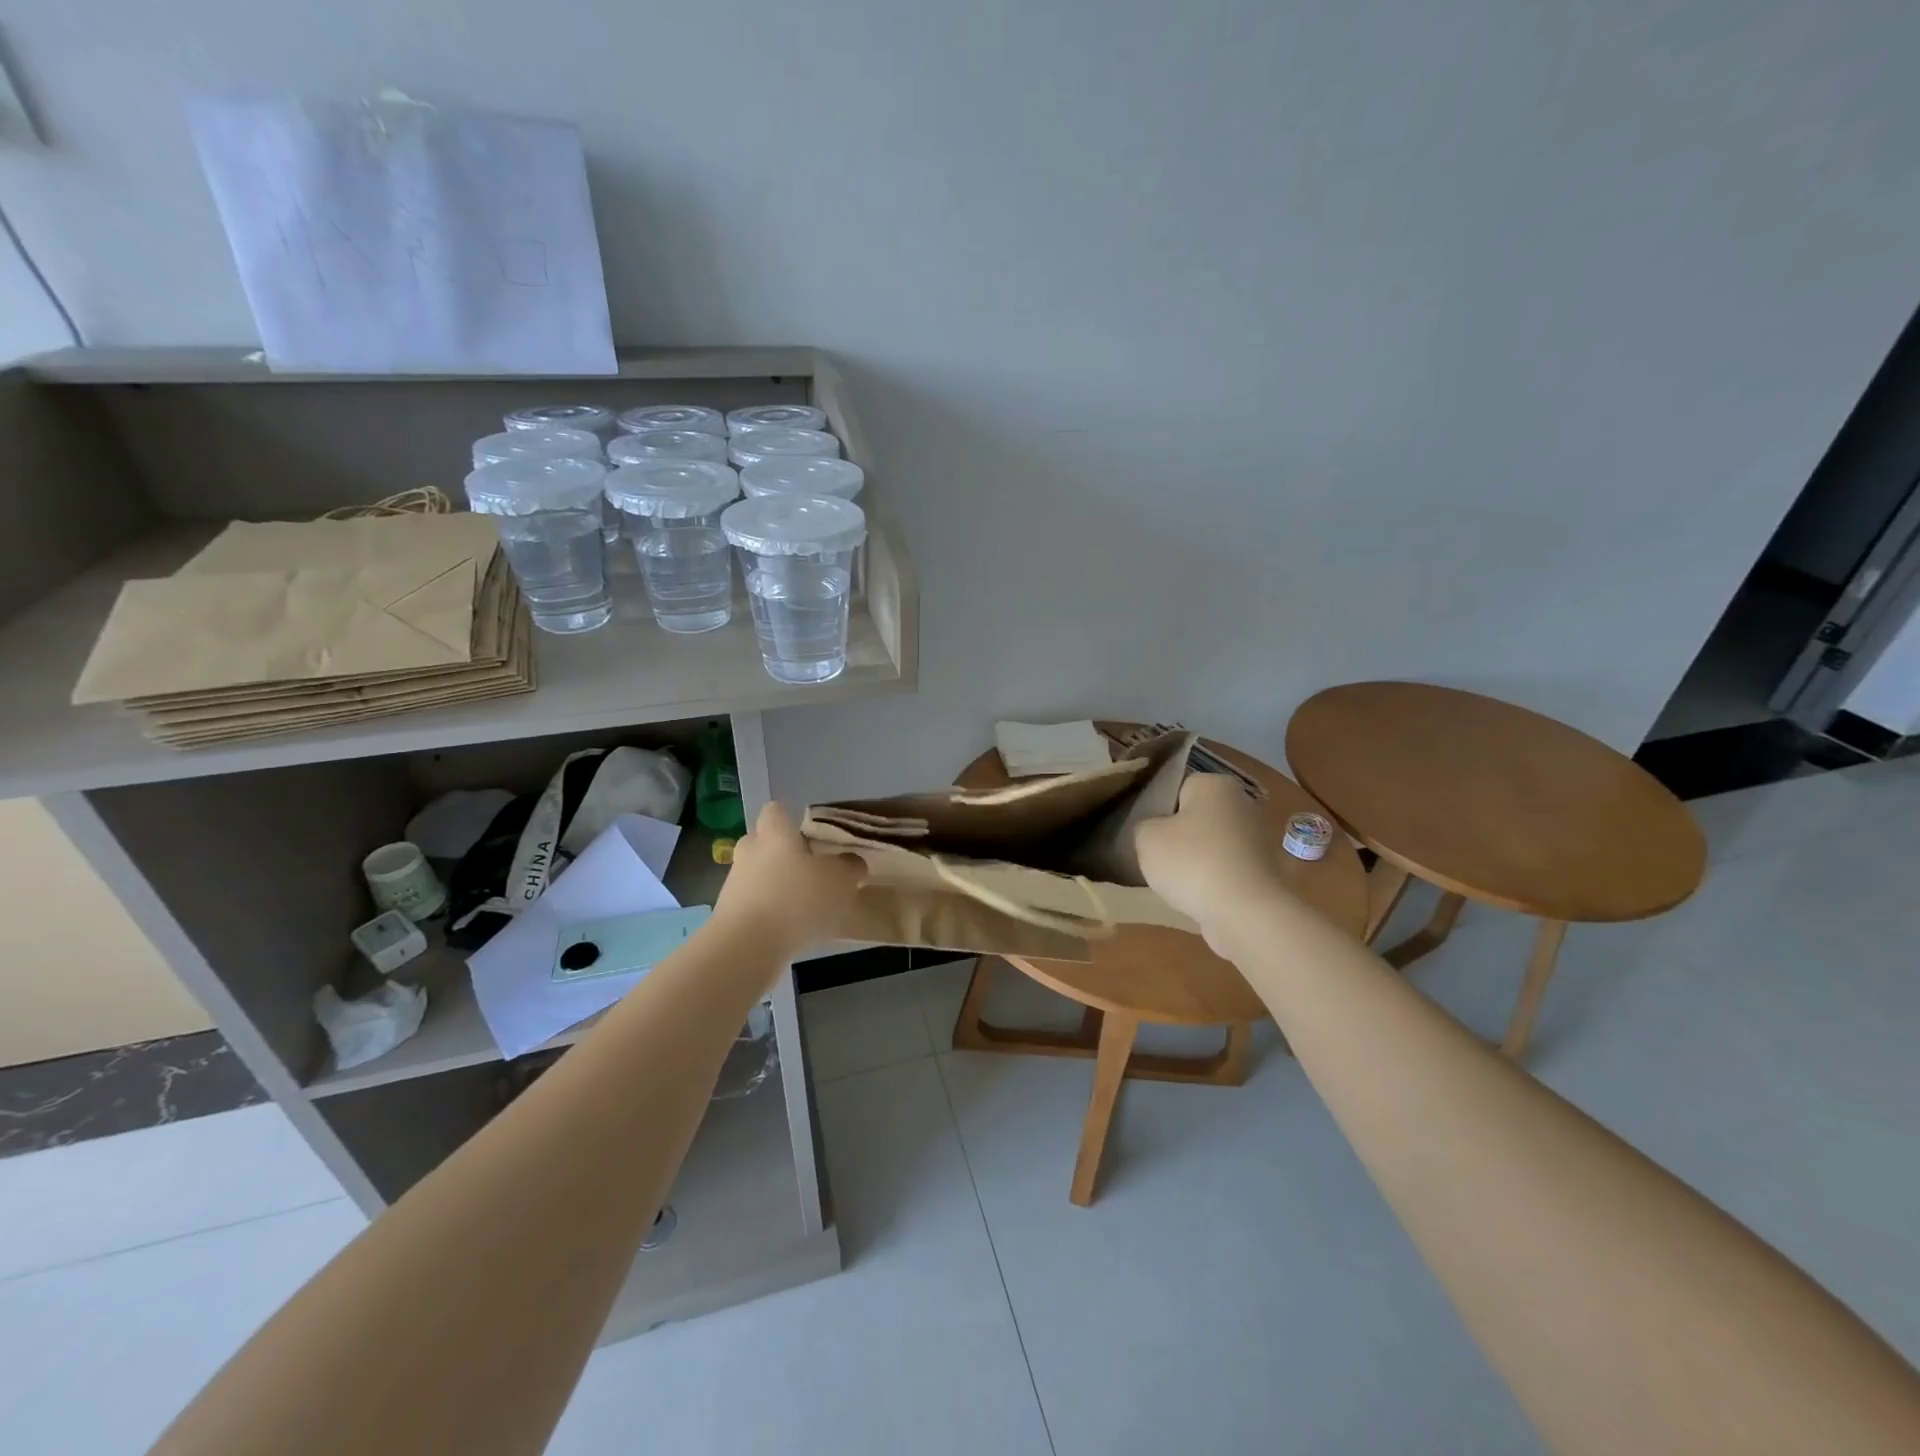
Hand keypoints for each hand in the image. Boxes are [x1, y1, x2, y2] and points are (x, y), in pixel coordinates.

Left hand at [712, 802, 865, 956]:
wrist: (746, 948)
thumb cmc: (797, 900)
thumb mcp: (841, 880)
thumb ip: (850, 866)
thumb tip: (851, 863)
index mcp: (775, 833)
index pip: (776, 810)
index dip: (791, 819)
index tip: (811, 836)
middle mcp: (749, 852)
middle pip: (765, 843)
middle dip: (785, 855)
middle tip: (812, 871)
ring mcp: (734, 884)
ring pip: (759, 876)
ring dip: (778, 887)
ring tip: (806, 908)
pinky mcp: (728, 916)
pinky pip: (754, 905)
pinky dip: (770, 913)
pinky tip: (790, 931)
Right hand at [1134, 774, 1290, 956]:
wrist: (1245, 913)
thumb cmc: (1192, 862)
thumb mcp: (1146, 838)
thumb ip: (1144, 827)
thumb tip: (1155, 831)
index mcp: (1215, 785)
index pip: (1179, 789)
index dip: (1160, 811)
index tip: (1149, 834)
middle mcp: (1244, 804)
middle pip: (1198, 817)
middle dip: (1180, 836)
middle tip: (1159, 859)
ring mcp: (1259, 839)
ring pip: (1213, 846)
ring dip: (1197, 861)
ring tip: (1177, 883)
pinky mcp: (1265, 873)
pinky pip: (1227, 871)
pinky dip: (1214, 882)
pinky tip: (1199, 898)